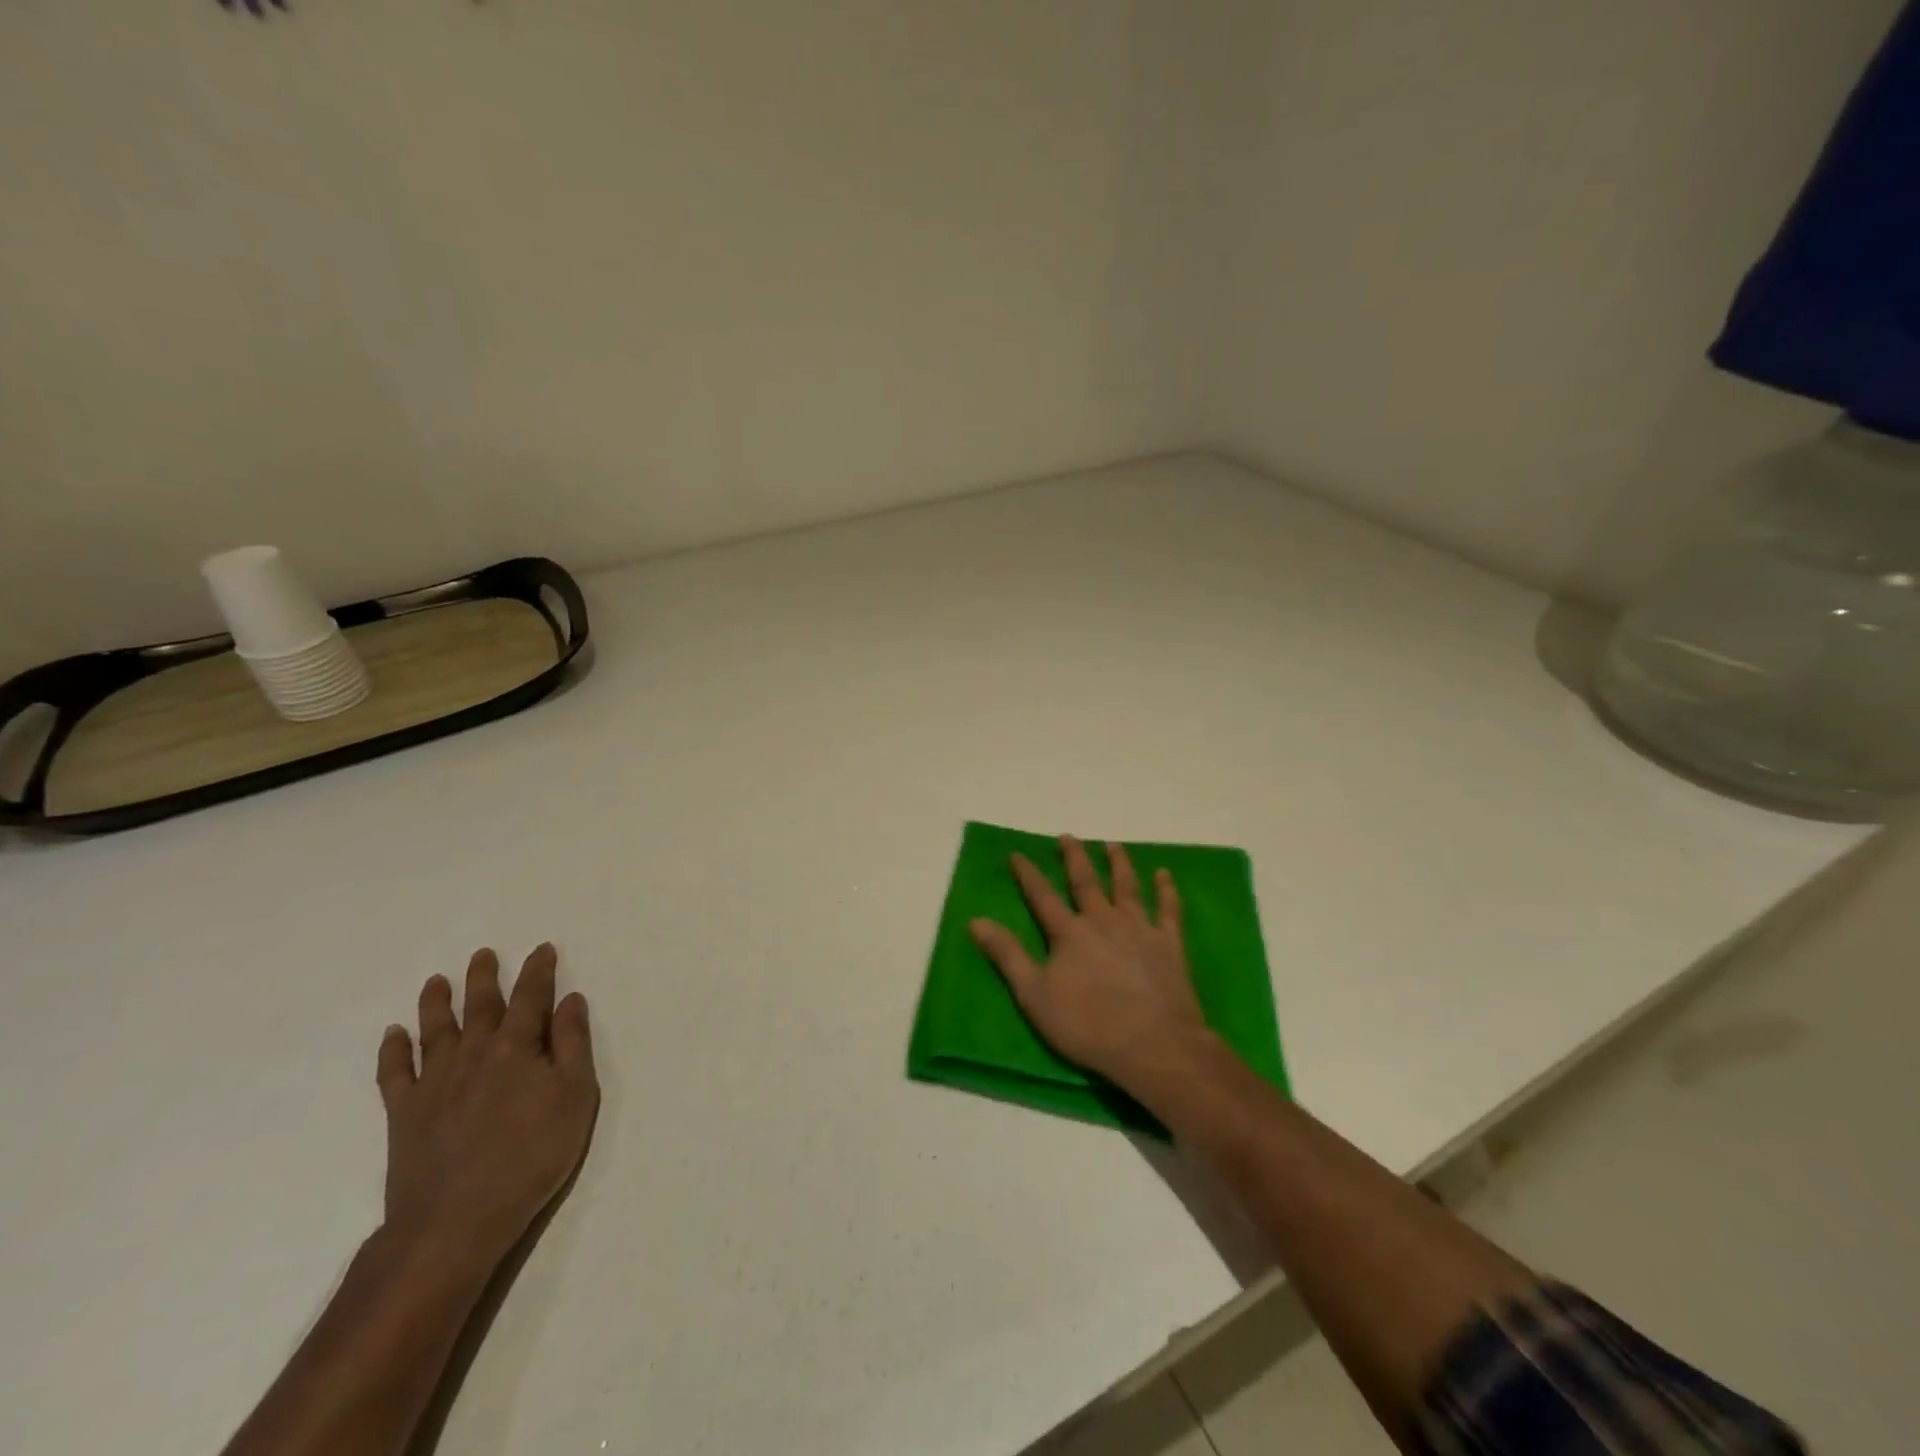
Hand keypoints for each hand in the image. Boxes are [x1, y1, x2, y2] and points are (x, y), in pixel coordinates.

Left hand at [376, 945, 598, 1269]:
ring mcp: (434, 1082)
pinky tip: (393, 1034)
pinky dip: (393, 1051)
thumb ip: (573, 1045)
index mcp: (517, 1047)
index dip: (538, 971)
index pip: (531, 997)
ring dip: (436, 1003)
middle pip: (480, 1006)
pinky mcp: (404, 1113)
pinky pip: (395, 1073)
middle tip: (483, 954)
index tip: (543, 949)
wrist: (455, 1220)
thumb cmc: (531, 1156)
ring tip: (436, 981)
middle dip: (484, 977)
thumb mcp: (575, 1097)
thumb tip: (570, 1000)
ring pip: (435, 1030)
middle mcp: (473, 1053)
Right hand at [970, 836, 1220, 1097]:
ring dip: (1118, 863)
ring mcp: (1140, 929)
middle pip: (1086, 882)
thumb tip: (976, 921)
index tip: (1018, 854)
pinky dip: (1166, 889)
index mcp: (1070, 933)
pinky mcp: (1169, 943)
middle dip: (1074, 857)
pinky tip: (1164, 874)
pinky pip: (1168, 909)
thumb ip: (1007, 956)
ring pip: (1127, 886)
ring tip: (1112, 844)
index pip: (1042, 896)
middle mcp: (1104, 921)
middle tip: (1068, 836)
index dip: (1028, 875)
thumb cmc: (1089, 1026)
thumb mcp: (1035, 996)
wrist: (1155, 1045)